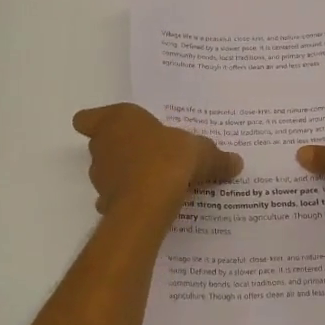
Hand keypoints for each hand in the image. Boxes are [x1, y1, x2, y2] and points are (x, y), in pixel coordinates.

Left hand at [73, 103, 242, 216]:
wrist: (148, 202)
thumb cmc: (169, 159)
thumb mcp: (200, 152)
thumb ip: (216, 157)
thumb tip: (236, 162)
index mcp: (117, 120)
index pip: (87, 118)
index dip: (96, 123)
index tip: (114, 129)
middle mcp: (102, 146)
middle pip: (102, 145)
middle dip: (121, 151)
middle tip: (149, 156)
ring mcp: (100, 177)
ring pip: (108, 173)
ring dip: (125, 176)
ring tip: (154, 183)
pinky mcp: (105, 204)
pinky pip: (116, 200)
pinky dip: (128, 202)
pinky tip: (150, 206)